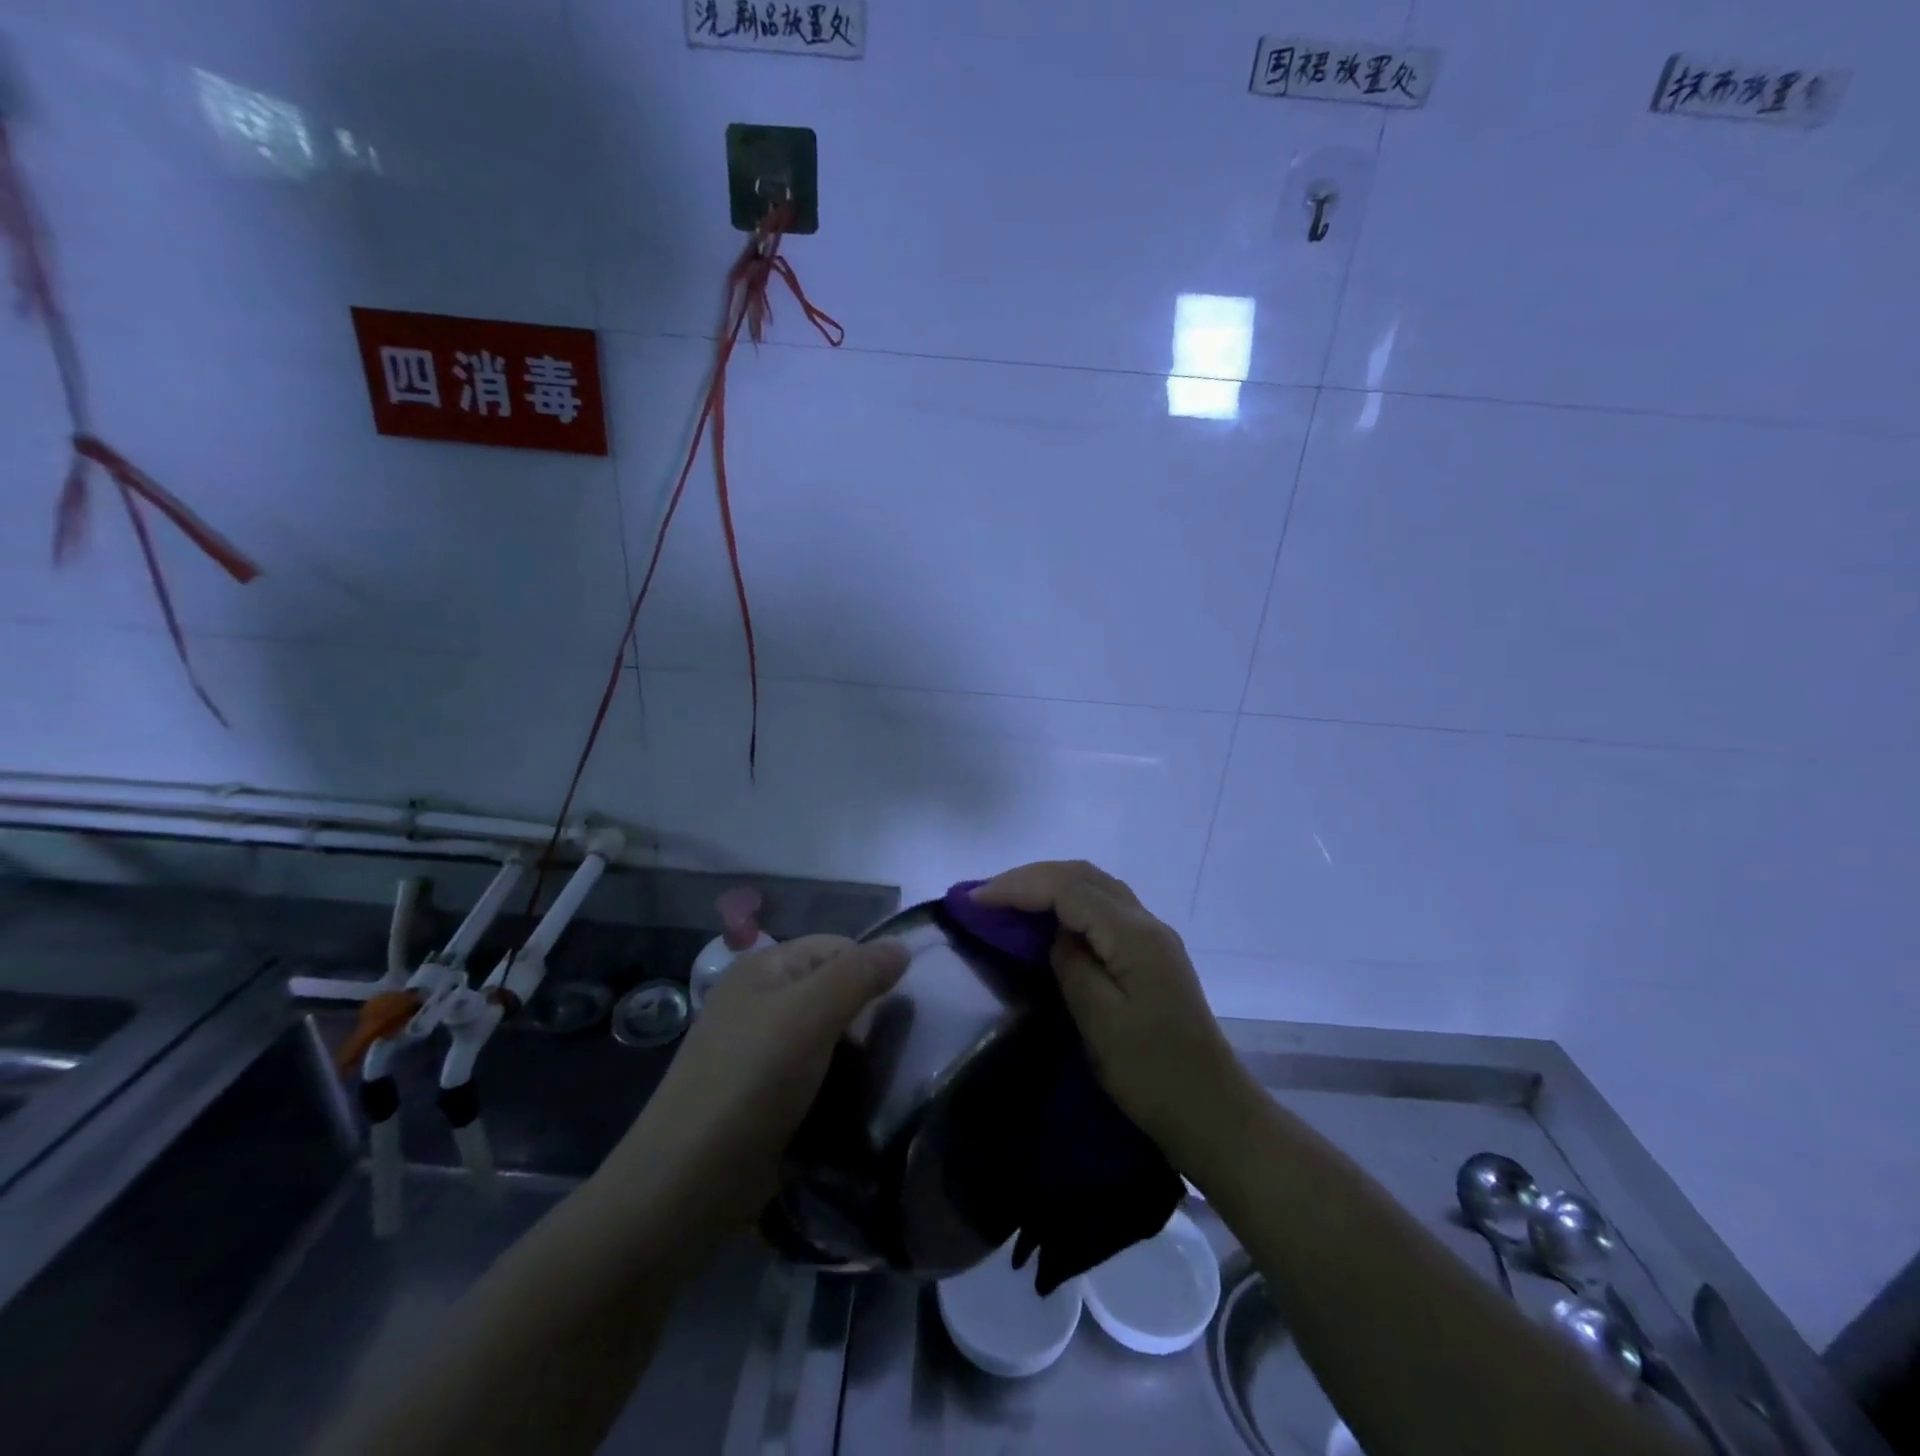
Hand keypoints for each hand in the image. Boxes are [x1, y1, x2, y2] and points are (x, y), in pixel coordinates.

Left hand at [606, 934, 908, 1231]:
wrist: (686, 1184)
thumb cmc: (751, 1082)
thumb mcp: (811, 1015)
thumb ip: (859, 975)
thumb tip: (903, 948)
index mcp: (764, 968)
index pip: (836, 947)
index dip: (871, 970)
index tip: (900, 1010)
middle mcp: (759, 1000)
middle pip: (832, 989)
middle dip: (866, 1015)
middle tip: (893, 1049)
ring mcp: (758, 1049)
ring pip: (827, 1034)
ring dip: (856, 1054)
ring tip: (881, 1079)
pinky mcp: (763, 1094)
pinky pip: (814, 1072)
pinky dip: (837, 1082)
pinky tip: (855, 1103)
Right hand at [972, 861, 1241, 1162]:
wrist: (1212, 1111)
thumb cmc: (1152, 1073)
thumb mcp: (1100, 1022)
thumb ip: (1071, 965)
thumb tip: (1055, 935)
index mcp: (1133, 935)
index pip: (1067, 888)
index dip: (1018, 887)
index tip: (975, 901)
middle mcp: (1146, 922)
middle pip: (1082, 875)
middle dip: (1030, 877)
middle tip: (986, 896)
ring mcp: (1152, 936)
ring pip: (1095, 886)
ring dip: (1050, 884)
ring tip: (1008, 900)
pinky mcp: (1151, 953)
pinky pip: (1104, 907)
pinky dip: (1069, 901)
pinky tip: (1049, 920)